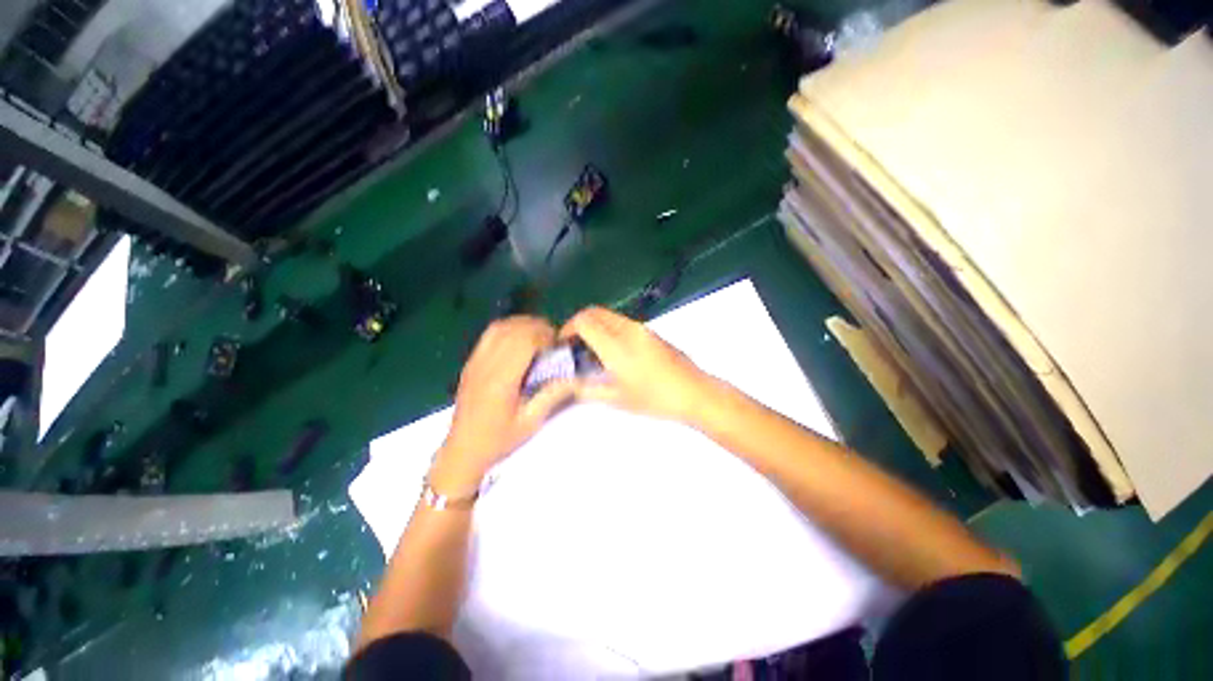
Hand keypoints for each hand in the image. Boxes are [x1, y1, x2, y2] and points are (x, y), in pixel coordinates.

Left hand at [432, 316, 575, 491]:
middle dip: (537, 327)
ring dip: (522, 325)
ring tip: (538, 336)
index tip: (557, 345)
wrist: (462, 450)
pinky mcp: (471, 362)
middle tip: (552, 340)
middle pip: (512, 329)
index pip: (523, 341)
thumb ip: (552, 395)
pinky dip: (508, 329)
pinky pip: (489, 334)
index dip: (544, 335)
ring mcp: (475, 361)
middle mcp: (486, 365)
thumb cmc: (498, 440)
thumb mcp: (530, 422)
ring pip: (500, 327)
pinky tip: (519, 340)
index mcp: (501, 381)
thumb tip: (574, 376)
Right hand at [560, 306, 715, 422]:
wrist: (693, 392)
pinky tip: (614, 351)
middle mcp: (627, 329)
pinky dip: (609, 328)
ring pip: (609, 315)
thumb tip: (571, 383)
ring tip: (593, 349)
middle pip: (594, 311)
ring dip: (595, 325)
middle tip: (574, 344)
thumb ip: (589, 390)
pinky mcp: (651, 331)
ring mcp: (641, 328)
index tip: (563, 344)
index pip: (583, 321)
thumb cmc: (655, 398)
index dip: (567, 329)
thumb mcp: (618, 399)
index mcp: (616, 345)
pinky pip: (622, 321)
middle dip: (579, 323)